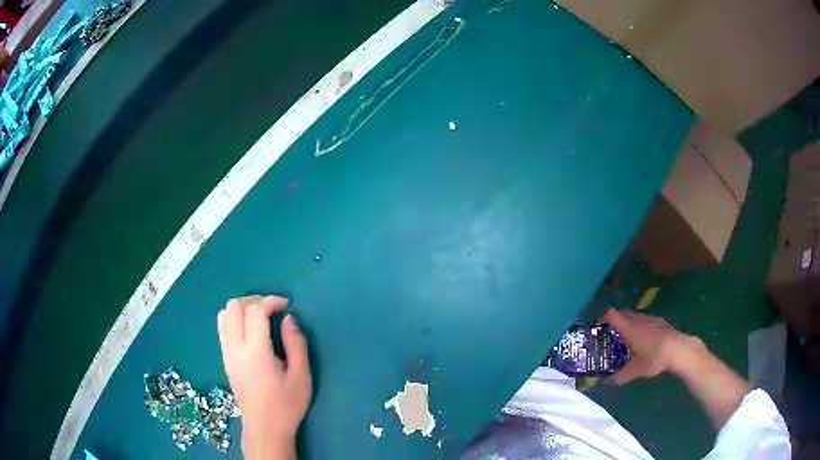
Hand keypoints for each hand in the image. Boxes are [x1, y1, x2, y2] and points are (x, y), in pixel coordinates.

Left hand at [217, 295, 311, 459]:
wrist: (265, 428)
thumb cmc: (286, 405)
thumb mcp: (301, 376)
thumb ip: (296, 344)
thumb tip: (289, 318)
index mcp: (255, 353)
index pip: (254, 311)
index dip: (271, 301)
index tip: (286, 305)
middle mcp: (235, 348)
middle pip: (234, 306)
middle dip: (254, 300)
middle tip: (273, 309)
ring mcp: (226, 354)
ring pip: (223, 314)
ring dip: (242, 308)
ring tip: (260, 317)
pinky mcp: (224, 359)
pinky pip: (222, 328)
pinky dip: (235, 319)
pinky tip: (250, 331)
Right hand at [603, 308, 702, 384]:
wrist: (679, 350)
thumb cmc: (654, 357)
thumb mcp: (635, 371)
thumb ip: (620, 376)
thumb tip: (607, 382)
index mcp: (629, 328)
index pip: (611, 315)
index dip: (602, 318)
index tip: (598, 328)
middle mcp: (639, 319)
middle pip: (623, 313)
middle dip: (615, 322)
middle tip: (610, 336)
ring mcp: (651, 319)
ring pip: (635, 316)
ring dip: (629, 324)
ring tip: (627, 340)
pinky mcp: (661, 322)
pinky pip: (646, 320)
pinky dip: (641, 327)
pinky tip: (645, 341)